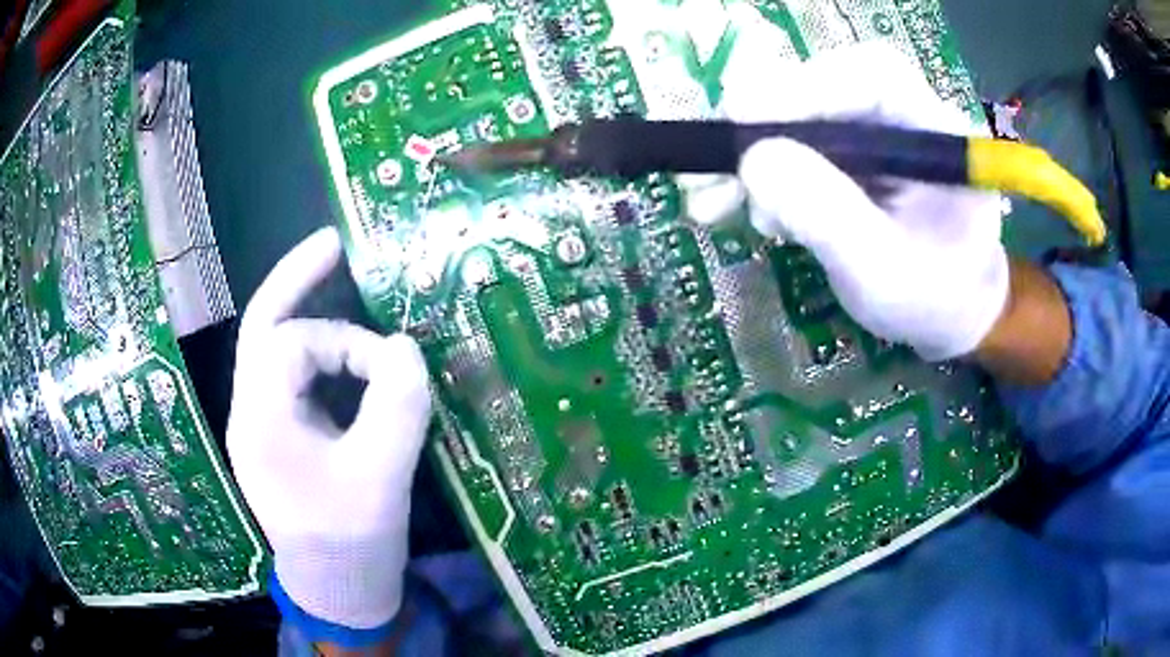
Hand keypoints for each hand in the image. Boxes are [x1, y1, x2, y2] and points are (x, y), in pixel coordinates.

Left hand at [227, 227, 431, 630]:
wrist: (339, 591)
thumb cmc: (354, 543)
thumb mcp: (382, 477)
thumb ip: (397, 406)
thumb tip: (405, 348)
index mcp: (261, 422)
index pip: (292, 345)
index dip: (348, 343)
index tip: (395, 369)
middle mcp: (250, 413)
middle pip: (263, 328)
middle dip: (296, 280)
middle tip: (334, 243)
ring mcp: (261, 422)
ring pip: (275, 348)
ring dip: (308, 314)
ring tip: (339, 278)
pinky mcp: (279, 433)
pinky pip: (294, 376)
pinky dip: (320, 353)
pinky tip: (349, 352)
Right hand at [692, 41, 1008, 360]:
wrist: (949, 315)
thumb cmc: (934, 300)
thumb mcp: (885, 272)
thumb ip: (830, 216)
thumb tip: (755, 161)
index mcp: (936, 131)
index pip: (870, 75)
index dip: (803, 87)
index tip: (742, 119)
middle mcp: (902, 115)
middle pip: (823, 86)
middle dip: (762, 125)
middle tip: (714, 166)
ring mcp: (872, 132)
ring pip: (798, 114)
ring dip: (748, 154)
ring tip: (715, 203)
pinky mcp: (848, 153)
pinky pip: (793, 145)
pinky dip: (757, 174)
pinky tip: (736, 207)